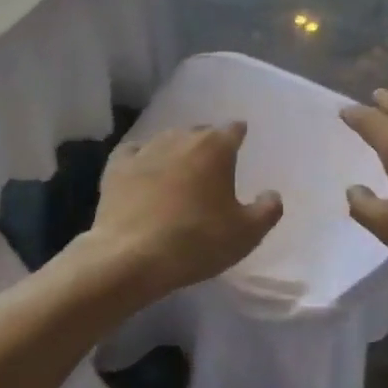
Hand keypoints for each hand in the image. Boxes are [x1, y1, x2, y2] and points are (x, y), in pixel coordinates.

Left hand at [89, 122, 282, 296]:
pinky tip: (143, 170)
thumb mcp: (246, 233)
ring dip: (176, 151)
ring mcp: (145, 150)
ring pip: (167, 140)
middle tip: (212, 166)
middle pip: (199, 132)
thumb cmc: (197, 241)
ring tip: (180, 169)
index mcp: (215, 148)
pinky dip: (142, 158)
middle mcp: (180, 139)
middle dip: (208, 144)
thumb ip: (267, 210)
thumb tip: (272, 194)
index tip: (241, 143)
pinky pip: (134, 153)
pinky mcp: (116, 167)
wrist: (131, 257)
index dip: (238, 135)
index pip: (233, 129)